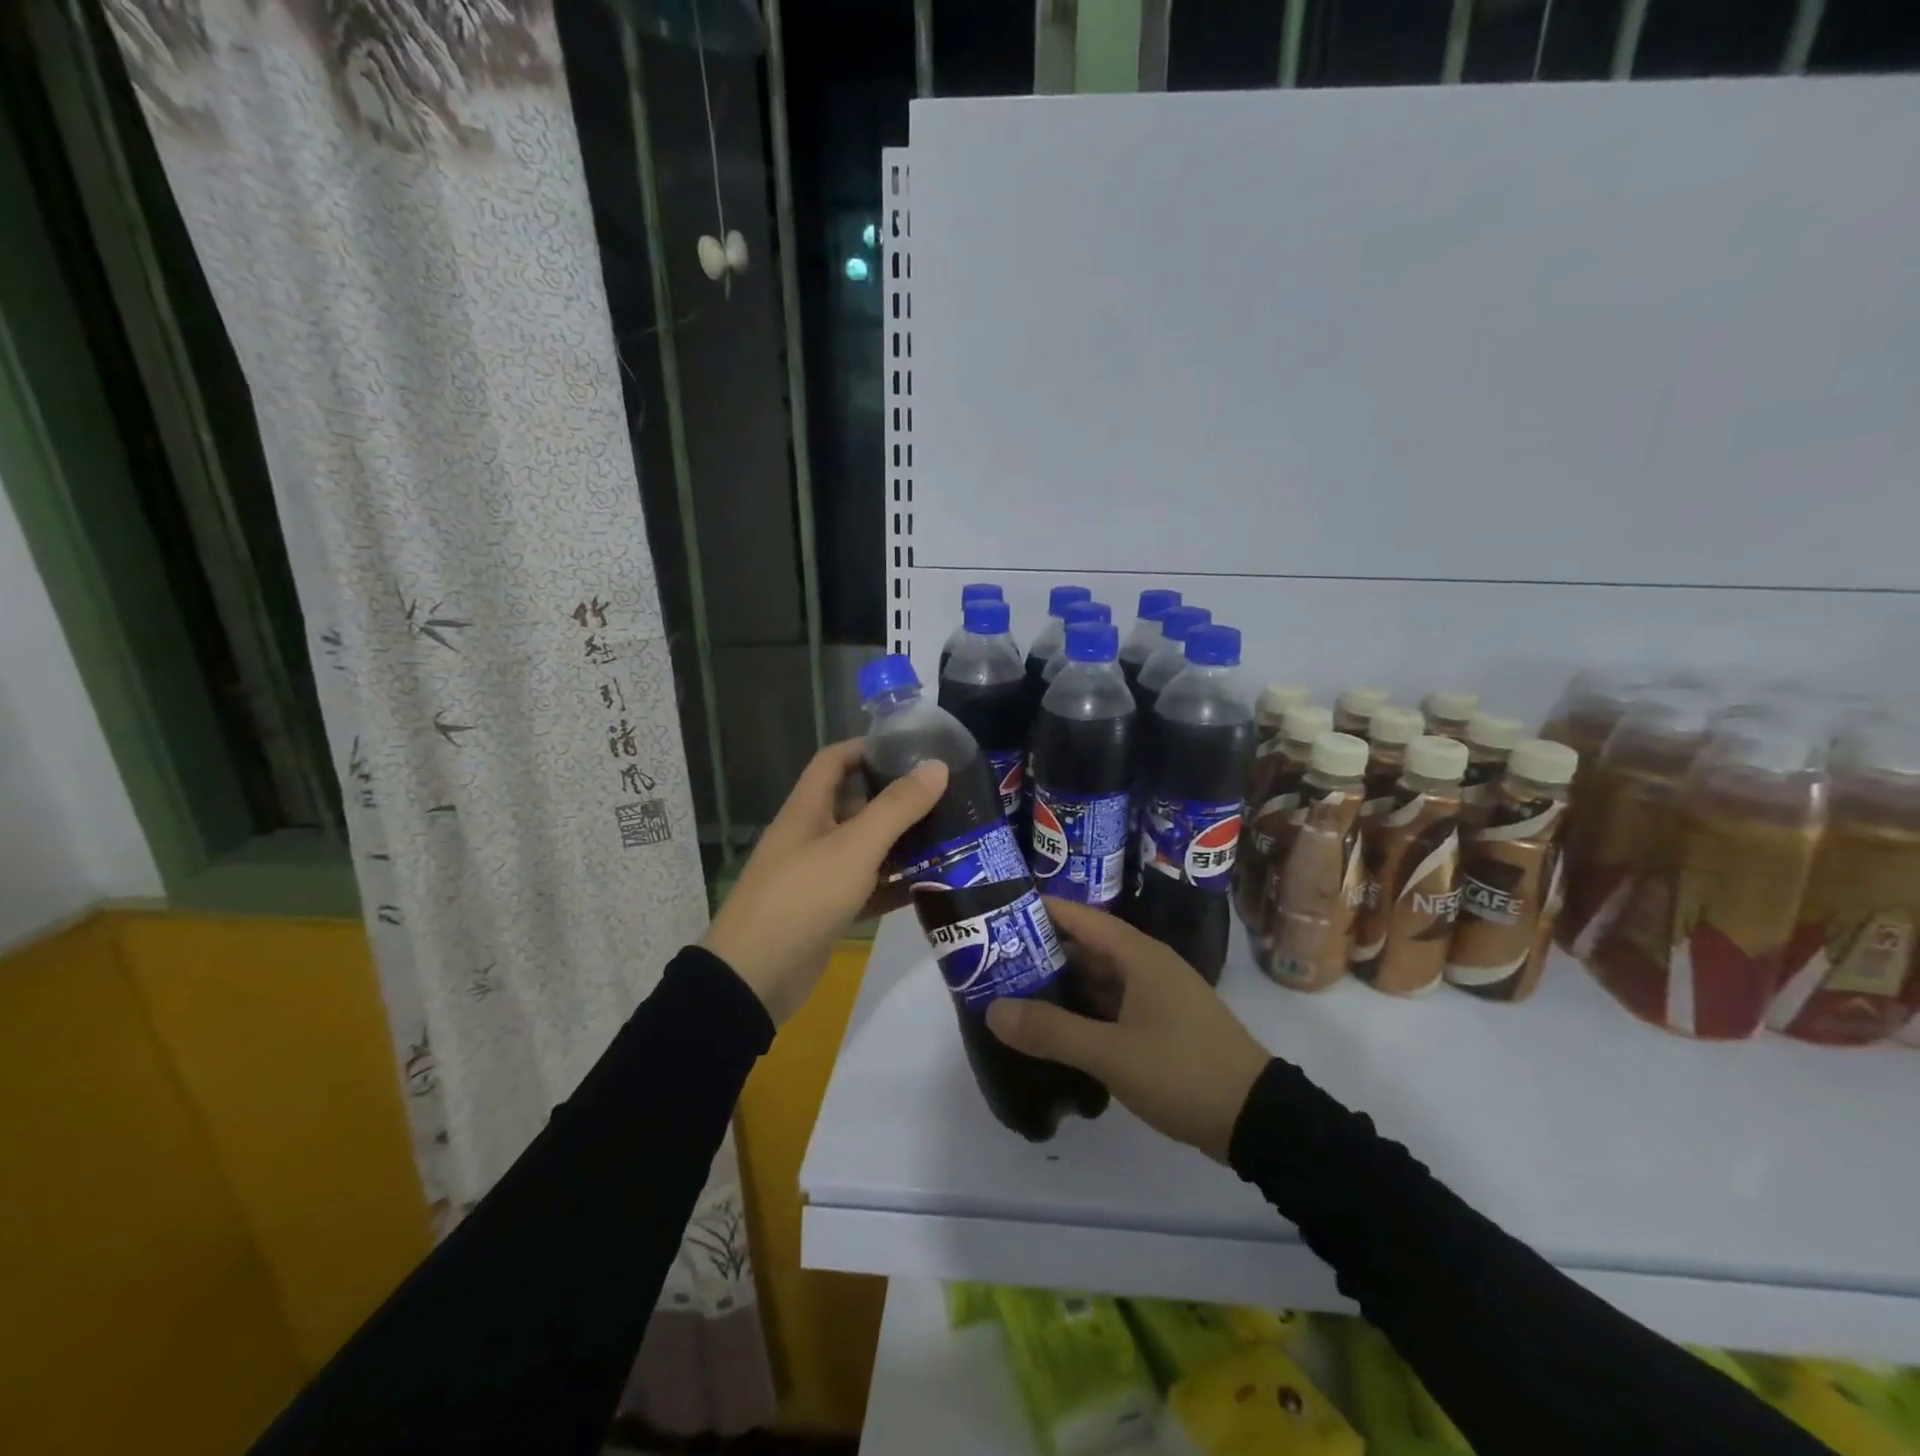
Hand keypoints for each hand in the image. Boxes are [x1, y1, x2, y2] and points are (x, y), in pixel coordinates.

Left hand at [703, 739, 947, 1025]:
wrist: (756, 977)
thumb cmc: (802, 897)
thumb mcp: (854, 847)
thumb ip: (897, 807)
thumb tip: (936, 766)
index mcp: (808, 809)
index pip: (835, 760)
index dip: (868, 747)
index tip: (913, 748)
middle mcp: (812, 835)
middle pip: (856, 803)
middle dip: (897, 798)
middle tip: (946, 796)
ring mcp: (820, 874)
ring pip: (867, 848)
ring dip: (902, 842)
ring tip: (950, 835)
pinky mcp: (829, 910)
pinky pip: (868, 887)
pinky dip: (896, 883)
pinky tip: (933, 884)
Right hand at [986, 898, 1270, 1161]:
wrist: (1256, 1118)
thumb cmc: (1182, 1071)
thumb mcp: (1110, 1053)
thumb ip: (1051, 1031)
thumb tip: (993, 1010)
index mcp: (1138, 955)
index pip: (1080, 917)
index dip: (1041, 910)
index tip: (999, 912)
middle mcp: (1148, 965)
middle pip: (1087, 946)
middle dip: (1043, 950)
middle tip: (994, 958)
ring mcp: (1158, 995)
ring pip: (1100, 977)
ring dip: (1063, 983)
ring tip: (1015, 990)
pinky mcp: (1163, 1024)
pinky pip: (1114, 1003)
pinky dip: (1084, 1009)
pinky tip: (1057, 1026)